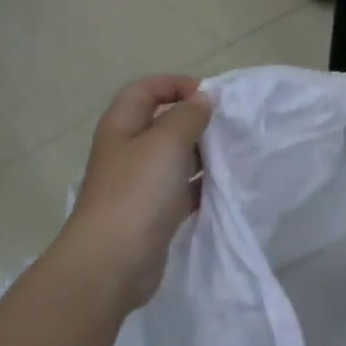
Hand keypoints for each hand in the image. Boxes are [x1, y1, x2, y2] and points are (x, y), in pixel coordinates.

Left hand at [60, 76, 212, 311]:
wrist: (114, 261)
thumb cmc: (137, 193)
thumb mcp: (166, 143)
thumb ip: (187, 117)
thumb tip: (201, 100)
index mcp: (121, 127)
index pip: (144, 90)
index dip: (174, 84)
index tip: (210, 96)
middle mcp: (128, 152)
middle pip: (161, 124)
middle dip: (194, 121)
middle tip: (227, 127)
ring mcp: (139, 185)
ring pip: (174, 159)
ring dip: (201, 154)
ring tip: (232, 155)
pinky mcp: (153, 214)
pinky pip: (181, 191)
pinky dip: (201, 186)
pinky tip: (223, 188)